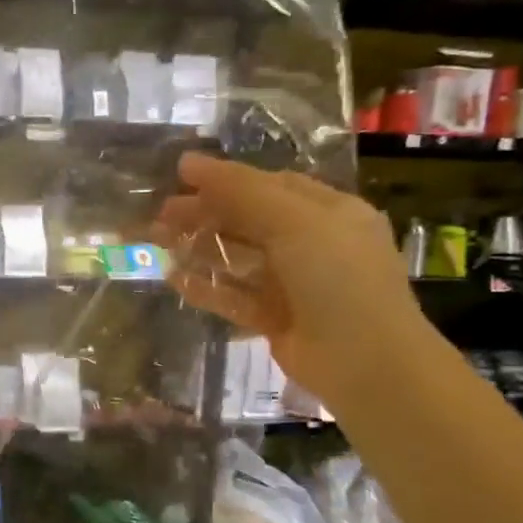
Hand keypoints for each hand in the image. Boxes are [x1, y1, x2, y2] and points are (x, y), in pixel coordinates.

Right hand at [154, 154, 427, 405]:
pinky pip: (232, 295)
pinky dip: (205, 286)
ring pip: (236, 258)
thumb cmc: (337, 279)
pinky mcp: (274, 318)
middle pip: (247, 221)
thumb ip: (241, 191)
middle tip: (159, 215)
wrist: (365, 362)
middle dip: (204, 214)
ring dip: (198, 248)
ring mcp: (292, 284)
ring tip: (156, 242)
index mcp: (328, 213)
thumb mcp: (294, 222)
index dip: (225, 179)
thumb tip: (188, 161)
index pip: (270, 185)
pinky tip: (173, 279)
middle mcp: (311, 244)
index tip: (179, 176)